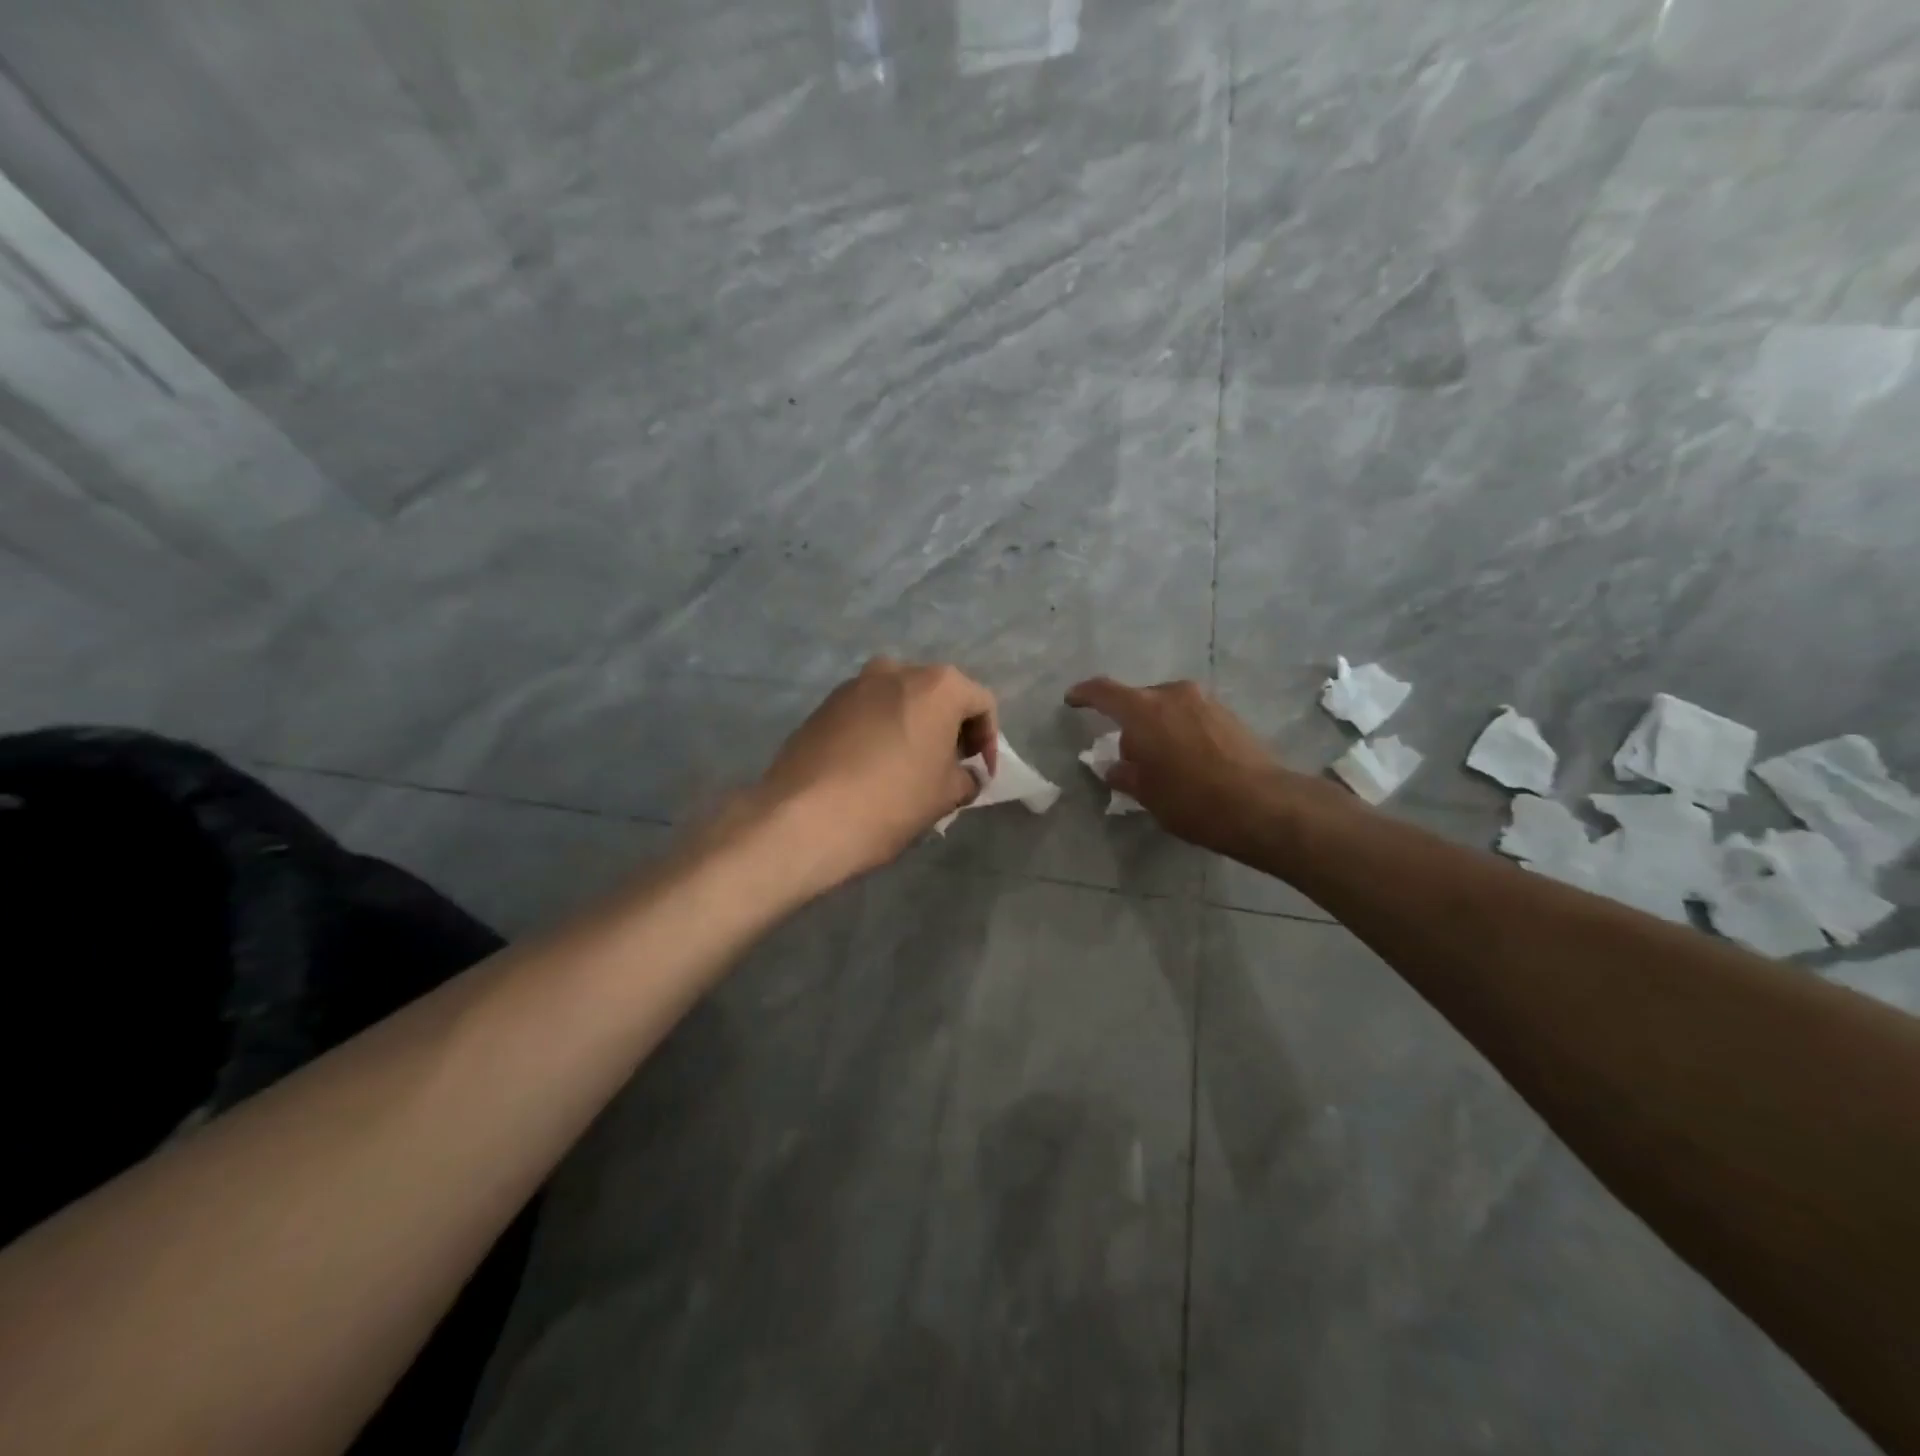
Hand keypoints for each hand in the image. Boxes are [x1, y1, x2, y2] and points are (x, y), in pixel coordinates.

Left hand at [757, 657, 998, 888]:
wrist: (803, 817)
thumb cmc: (890, 801)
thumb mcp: (945, 796)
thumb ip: (966, 777)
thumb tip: (963, 774)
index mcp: (937, 685)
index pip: (981, 703)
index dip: (989, 741)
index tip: (981, 775)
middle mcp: (896, 671)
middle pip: (938, 695)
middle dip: (950, 730)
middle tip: (950, 769)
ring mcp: (854, 685)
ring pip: (899, 701)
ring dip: (913, 728)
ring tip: (910, 769)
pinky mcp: (824, 705)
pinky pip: (867, 713)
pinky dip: (880, 732)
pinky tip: (873, 769)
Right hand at [1065, 676, 1331, 856]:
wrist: (1260, 805)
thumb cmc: (1190, 799)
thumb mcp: (1147, 793)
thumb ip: (1125, 774)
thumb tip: (1115, 767)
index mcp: (1144, 709)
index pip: (1104, 692)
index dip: (1084, 694)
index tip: (1072, 700)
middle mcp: (1174, 694)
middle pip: (1139, 700)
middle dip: (1129, 722)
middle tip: (1127, 754)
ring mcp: (1205, 701)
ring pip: (1168, 707)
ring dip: (1157, 726)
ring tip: (1161, 759)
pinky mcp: (1228, 714)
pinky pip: (1191, 716)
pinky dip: (1180, 730)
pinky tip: (1187, 759)